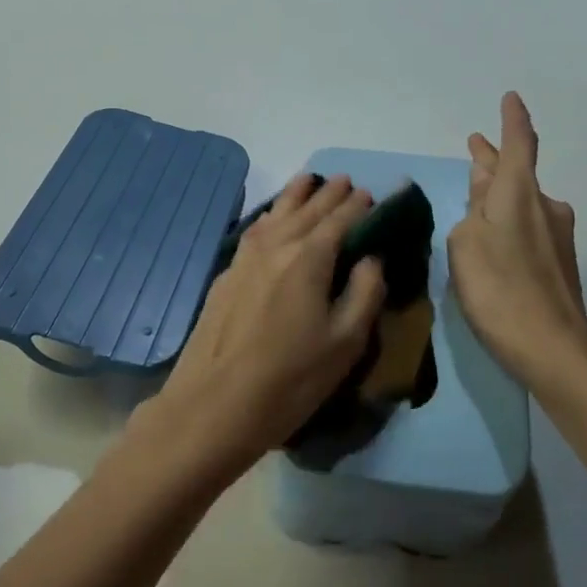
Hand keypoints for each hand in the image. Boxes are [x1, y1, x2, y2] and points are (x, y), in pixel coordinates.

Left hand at [126, 174, 386, 482]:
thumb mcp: (345, 342)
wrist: (214, 405)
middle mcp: (275, 245)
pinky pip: (255, 231)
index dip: (358, 206)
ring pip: (275, 214)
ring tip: (309, 181)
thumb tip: (370, 258)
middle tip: (345, 181)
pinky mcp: (225, 275)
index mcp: (309, 257)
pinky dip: (271, 217)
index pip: (340, 219)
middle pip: (306, 209)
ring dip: (296, 196)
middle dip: (329, 193)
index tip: (372, 193)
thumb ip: (365, 292)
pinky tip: (272, 220)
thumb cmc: (291, 379)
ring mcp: (244, 258)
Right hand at [447, 92, 586, 386]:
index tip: (511, 98)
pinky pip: (527, 228)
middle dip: (494, 160)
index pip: (519, 144)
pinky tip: (493, 240)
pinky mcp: (558, 263)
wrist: (554, 348)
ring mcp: (556, 236)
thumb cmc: (500, 288)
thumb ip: (470, 213)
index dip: (513, 120)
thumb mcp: (465, 245)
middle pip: (517, 174)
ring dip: (499, 195)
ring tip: (475, 198)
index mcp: (519, 194)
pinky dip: (508, 222)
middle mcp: (544, 206)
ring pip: (521, 203)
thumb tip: (482, 194)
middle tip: (476, 148)